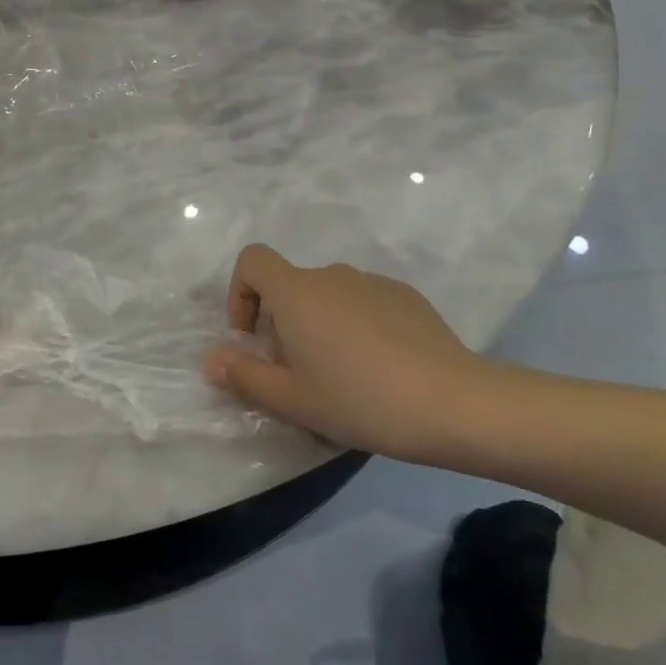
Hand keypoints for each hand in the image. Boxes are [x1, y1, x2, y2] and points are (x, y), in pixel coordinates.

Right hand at [204, 244, 500, 464]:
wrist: (455, 403)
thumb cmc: (359, 399)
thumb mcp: (291, 399)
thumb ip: (244, 376)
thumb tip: (211, 359)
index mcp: (296, 292)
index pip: (252, 261)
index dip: (240, 292)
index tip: (251, 336)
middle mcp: (331, 275)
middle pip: (291, 288)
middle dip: (283, 325)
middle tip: (300, 376)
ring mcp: (372, 282)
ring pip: (329, 298)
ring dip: (321, 327)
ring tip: (343, 378)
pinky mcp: (407, 297)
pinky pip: (364, 304)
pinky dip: (357, 327)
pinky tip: (381, 370)